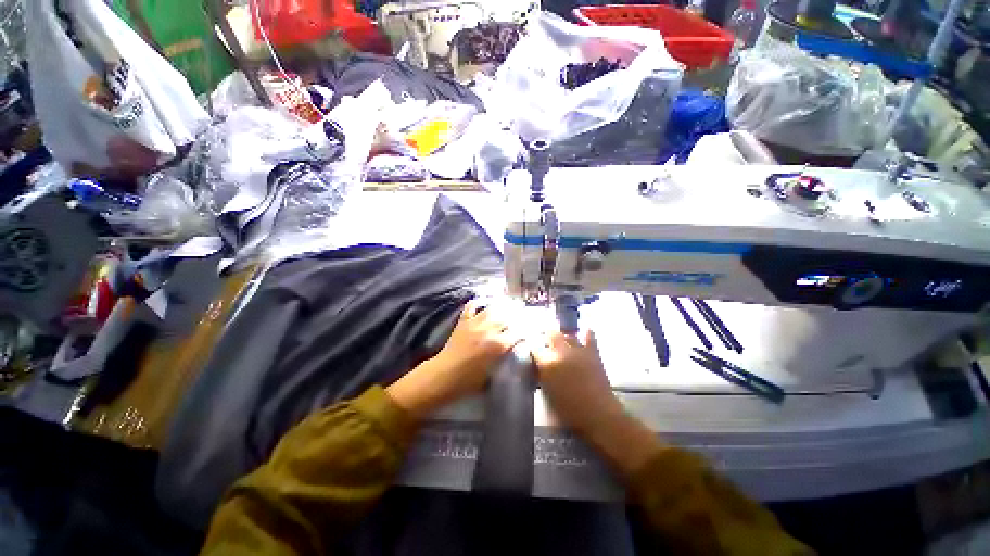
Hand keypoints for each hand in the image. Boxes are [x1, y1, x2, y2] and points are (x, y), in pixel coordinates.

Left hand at [387, 300, 520, 419]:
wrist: (444, 375)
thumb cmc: (469, 381)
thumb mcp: (492, 375)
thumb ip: (503, 361)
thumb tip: (511, 353)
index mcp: (497, 345)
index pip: (517, 333)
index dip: (525, 331)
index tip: (529, 331)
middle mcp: (488, 330)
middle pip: (507, 317)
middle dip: (516, 316)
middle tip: (521, 317)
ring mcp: (475, 323)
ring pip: (492, 309)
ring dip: (501, 307)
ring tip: (508, 306)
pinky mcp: (463, 322)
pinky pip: (471, 307)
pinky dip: (478, 303)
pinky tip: (483, 303)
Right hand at [532, 329, 661, 476]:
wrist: (598, 414)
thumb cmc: (569, 410)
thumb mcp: (547, 393)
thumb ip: (540, 375)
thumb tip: (537, 365)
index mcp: (547, 363)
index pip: (534, 346)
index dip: (532, 347)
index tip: (531, 350)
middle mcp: (561, 351)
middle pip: (550, 334)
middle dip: (545, 336)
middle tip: (544, 343)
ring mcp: (578, 349)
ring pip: (567, 334)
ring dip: (562, 336)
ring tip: (560, 341)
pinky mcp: (592, 352)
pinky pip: (589, 335)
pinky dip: (585, 332)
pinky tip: (582, 332)